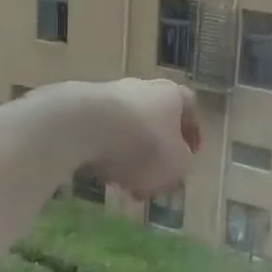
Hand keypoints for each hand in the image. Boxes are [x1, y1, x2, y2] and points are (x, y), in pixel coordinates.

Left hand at [85, 78, 199, 197]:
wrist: (84, 125)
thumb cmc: (144, 145)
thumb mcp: (176, 166)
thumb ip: (181, 167)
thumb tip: (176, 166)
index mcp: (174, 96)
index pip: (189, 110)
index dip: (190, 136)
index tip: (187, 159)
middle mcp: (144, 88)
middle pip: (156, 122)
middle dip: (155, 155)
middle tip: (152, 180)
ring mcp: (110, 94)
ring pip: (127, 130)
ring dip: (128, 157)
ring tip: (123, 184)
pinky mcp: (81, 107)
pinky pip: (100, 133)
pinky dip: (103, 153)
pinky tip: (99, 174)